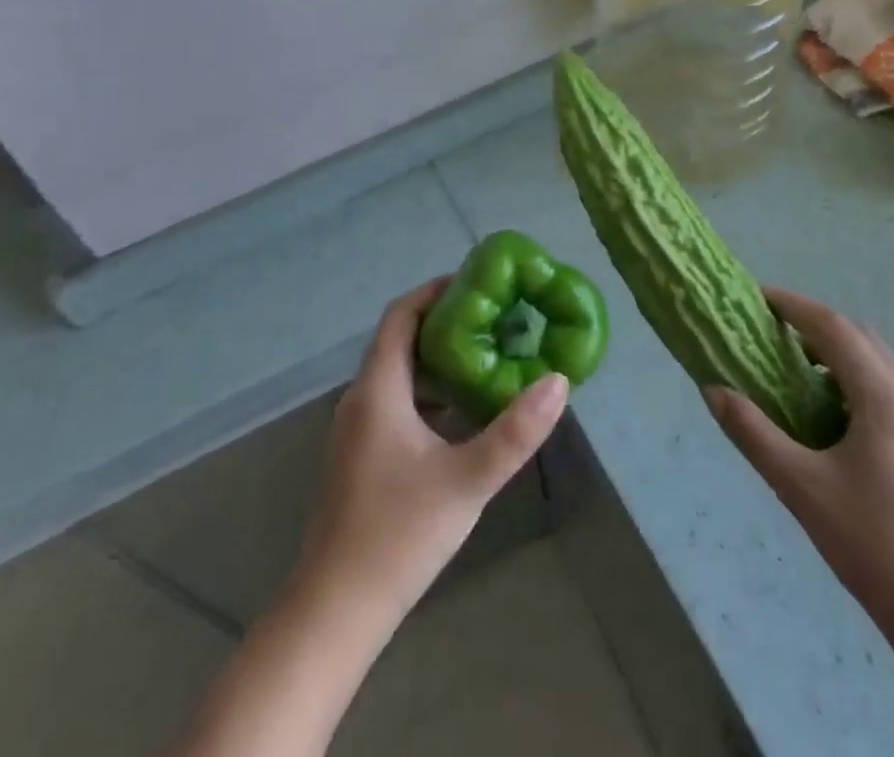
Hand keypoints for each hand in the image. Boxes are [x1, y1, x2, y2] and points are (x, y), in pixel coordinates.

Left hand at [293, 278, 568, 624]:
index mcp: (378, 389)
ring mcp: (357, 430)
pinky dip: (429, 392)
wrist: (335, 612)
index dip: (435, 291)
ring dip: (438, 359)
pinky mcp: (361, 457)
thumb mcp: (467, 480)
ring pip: (399, 373)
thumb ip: (515, 432)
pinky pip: (396, 402)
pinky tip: (462, 414)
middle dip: (445, 322)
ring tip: (487, 357)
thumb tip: (558, 381)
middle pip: (400, 339)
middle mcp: (362, 399)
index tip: (477, 282)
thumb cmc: (398, 535)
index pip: (400, 315)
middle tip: (495, 319)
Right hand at [702, 288, 893, 648]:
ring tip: (793, 367)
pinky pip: (886, 390)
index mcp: (883, 399)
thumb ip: (752, 433)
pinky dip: (852, 379)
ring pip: (877, 363)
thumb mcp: (799, 487)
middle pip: (860, 336)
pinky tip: (828, 414)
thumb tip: (713, 390)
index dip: (794, 306)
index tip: (757, 297)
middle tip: (771, 329)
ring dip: (835, 351)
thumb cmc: (872, 545)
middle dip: (814, 322)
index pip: (834, 328)